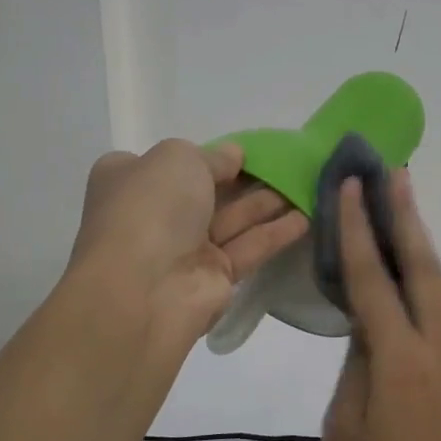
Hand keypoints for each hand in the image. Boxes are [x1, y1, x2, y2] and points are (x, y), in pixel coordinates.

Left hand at [68, 140, 308, 350]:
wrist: (143, 288)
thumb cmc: (151, 209)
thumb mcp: (179, 158)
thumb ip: (213, 155)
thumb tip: (234, 156)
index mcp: (132, 180)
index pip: (172, 163)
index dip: (209, 156)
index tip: (246, 151)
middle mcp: (156, 214)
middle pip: (209, 192)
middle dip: (247, 179)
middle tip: (290, 166)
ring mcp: (185, 249)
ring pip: (233, 220)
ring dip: (268, 203)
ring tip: (308, 186)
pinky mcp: (215, 277)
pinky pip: (249, 247)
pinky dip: (276, 232)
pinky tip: (307, 217)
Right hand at [320, 170, 440, 440]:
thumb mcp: (344, 429)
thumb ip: (356, 367)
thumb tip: (367, 327)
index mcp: (401, 362)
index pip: (374, 280)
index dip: (359, 231)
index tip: (352, 186)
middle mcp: (437, 351)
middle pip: (423, 269)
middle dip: (407, 217)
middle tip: (394, 171)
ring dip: (423, 245)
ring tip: (403, 210)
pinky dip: (428, 279)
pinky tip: (412, 274)